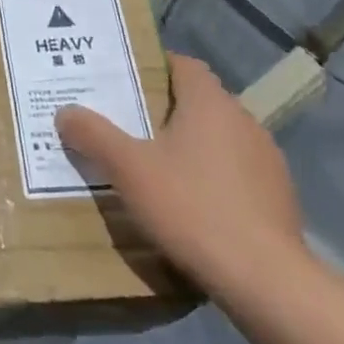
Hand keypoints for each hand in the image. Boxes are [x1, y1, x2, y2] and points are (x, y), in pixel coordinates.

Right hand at [56, 52, 305, 296]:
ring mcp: (266, 159)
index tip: (121, 81)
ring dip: (188, 145)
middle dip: (162, 110)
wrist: (265, 279)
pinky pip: (235, 171)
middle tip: (124, 124)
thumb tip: (65, 112)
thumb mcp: (128, 169)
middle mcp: (243, 120)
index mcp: (210, 103)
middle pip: (197, 101)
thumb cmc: (192, 207)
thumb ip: (93, 134)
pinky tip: (189, 204)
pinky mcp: (278, 196)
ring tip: (152, 166)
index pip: (182, 64)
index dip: (152, 67)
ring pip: (217, 138)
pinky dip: (211, 177)